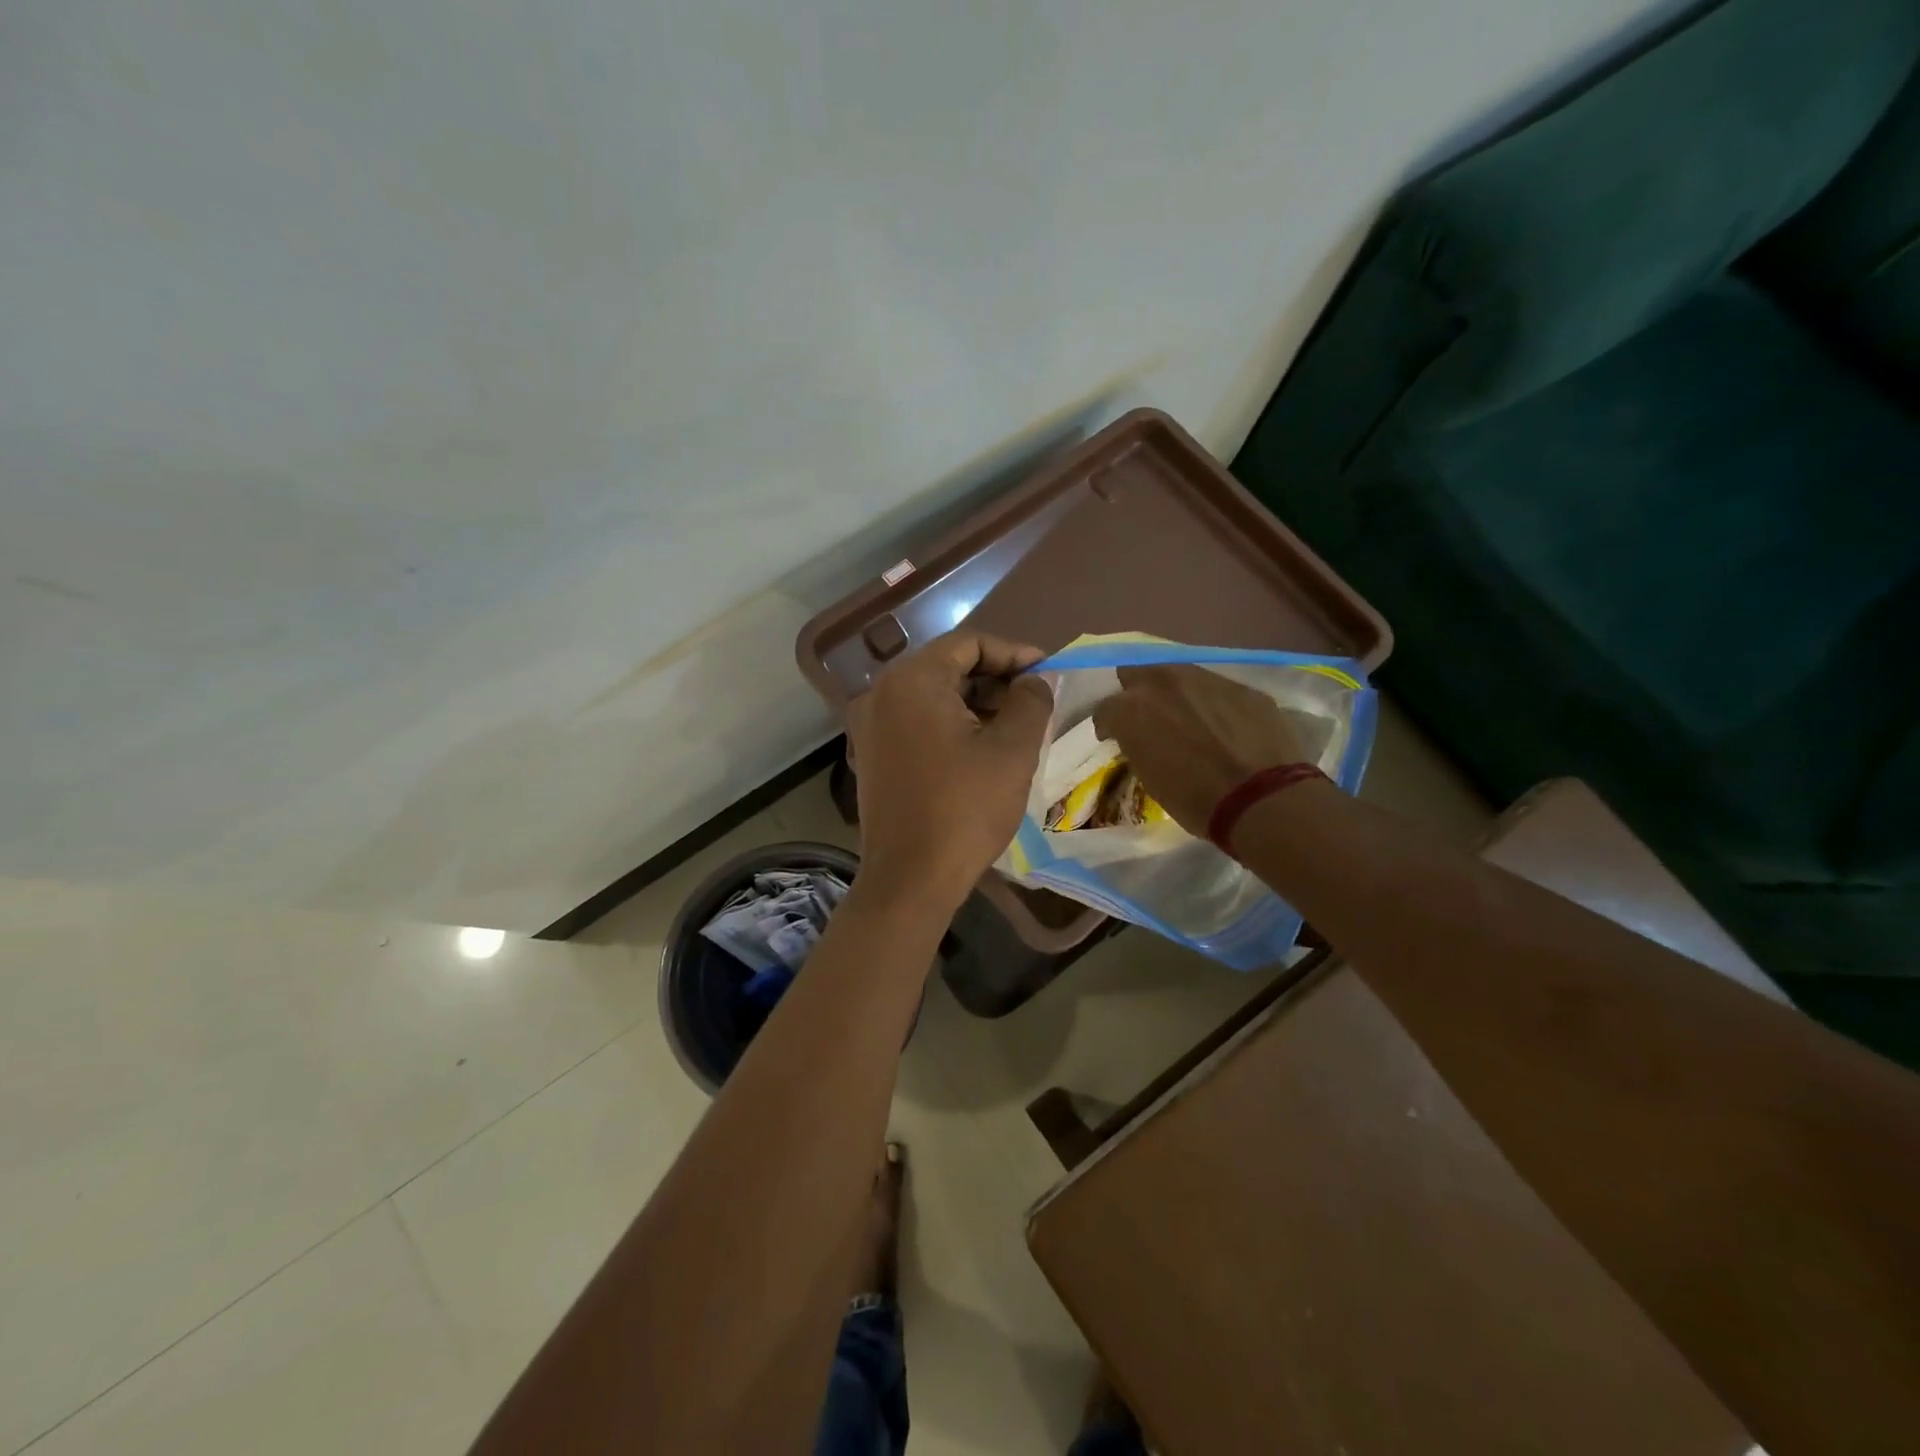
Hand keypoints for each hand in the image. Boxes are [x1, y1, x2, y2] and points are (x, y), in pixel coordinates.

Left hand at [846, 631, 1054, 912]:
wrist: (910, 879)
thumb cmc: (964, 809)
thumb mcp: (1012, 751)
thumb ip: (1031, 701)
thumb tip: (1036, 680)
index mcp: (911, 680)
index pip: (968, 643)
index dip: (1013, 652)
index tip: (1047, 671)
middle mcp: (880, 692)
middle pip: (947, 666)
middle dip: (995, 678)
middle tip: (1034, 699)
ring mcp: (869, 724)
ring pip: (931, 694)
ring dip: (974, 701)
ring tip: (1014, 724)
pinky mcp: (871, 753)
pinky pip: (915, 721)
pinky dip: (949, 722)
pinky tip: (981, 745)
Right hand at [1091, 664, 1312, 835]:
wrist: (1262, 798)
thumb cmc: (1194, 799)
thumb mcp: (1149, 776)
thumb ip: (1137, 744)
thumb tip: (1141, 737)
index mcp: (1131, 708)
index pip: (1105, 708)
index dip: (1109, 726)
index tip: (1115, 739)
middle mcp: (1163, 682)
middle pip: (1136, 674)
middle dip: (1137, 693)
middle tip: (1148, 719)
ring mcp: (1206, 679)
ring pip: (1178, 675)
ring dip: (1175, 694)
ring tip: (1188, 719)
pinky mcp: (1241, 686)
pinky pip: (1217, 690)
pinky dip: (1213, 704)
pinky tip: (1224, 727)